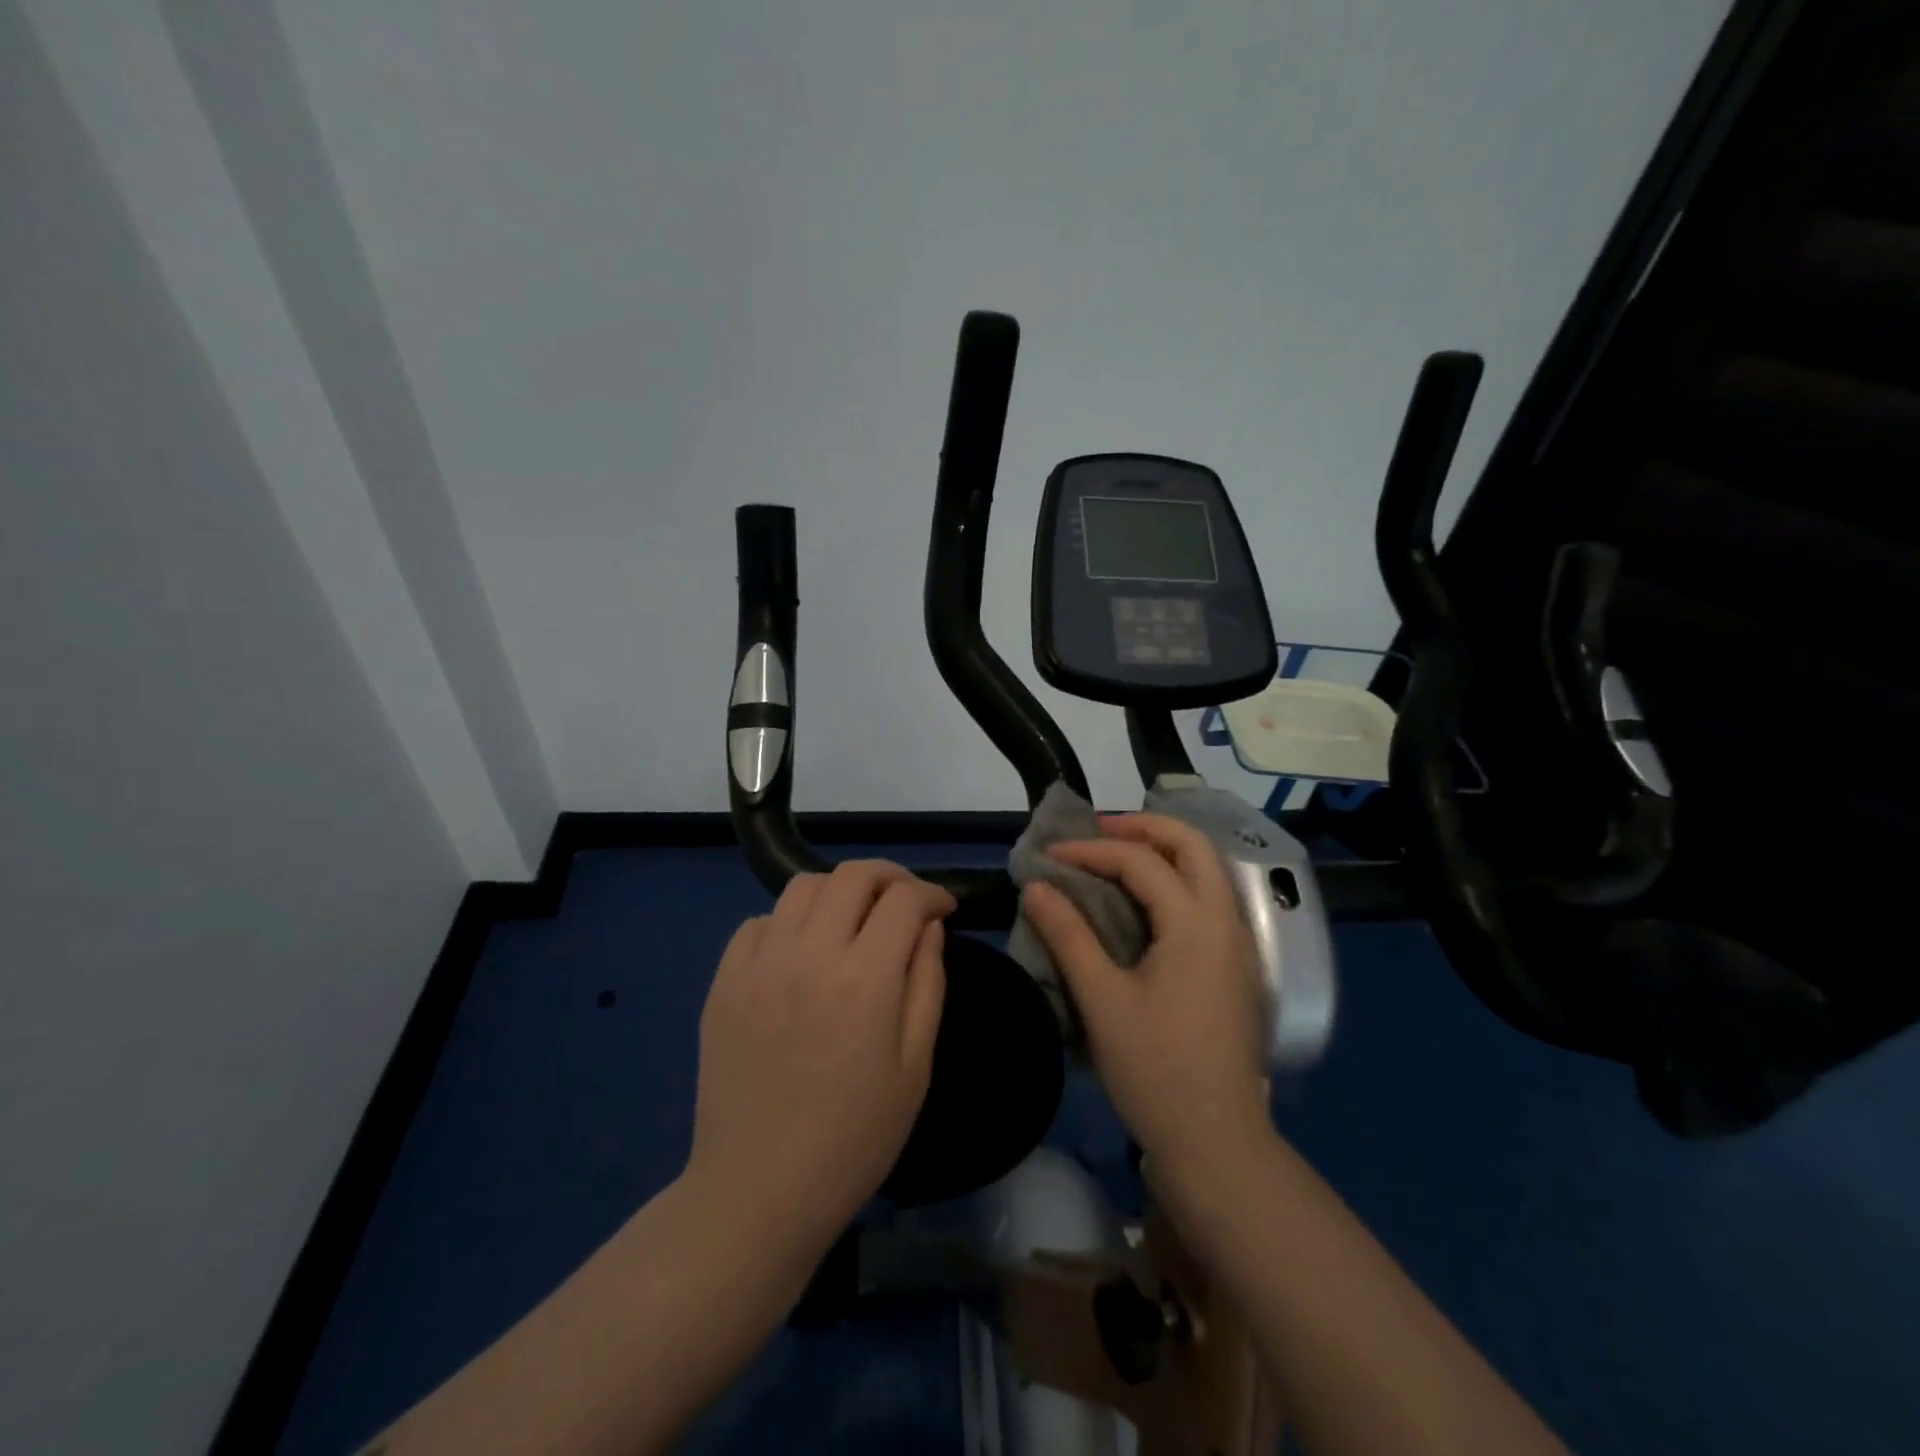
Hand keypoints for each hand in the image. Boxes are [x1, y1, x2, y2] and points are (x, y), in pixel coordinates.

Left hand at [687, 861, 951, 1262]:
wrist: (759, 1190)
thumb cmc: (854, 1137)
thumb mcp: (915, 1066)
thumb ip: (927, 983)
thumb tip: (928, 926)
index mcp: (865, 979)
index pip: (904, 899)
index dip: (932, 893)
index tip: (943, 907)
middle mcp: (810, 954)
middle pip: (852, 875)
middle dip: (889, 876)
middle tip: (904, 901)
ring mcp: (760, 963)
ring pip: (802, 886)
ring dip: (838, 891)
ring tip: (853, 920)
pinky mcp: (724, 981)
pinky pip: (759, 922)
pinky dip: (789, 921)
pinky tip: (801, 952)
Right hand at [1021, 814, 1270, 1181]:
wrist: (1217, 1142)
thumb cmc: (1155, 1070)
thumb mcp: (1102, 1001)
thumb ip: (1068, 936)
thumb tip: (1036, 886)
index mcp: (1196, 925)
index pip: (1142, 862)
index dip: (1091, 851)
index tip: (1048, 857)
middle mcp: (1226, 922)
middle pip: (1193, 845)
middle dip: (1143, 826)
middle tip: (1095, 832)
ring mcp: (1238, 944)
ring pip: (1207, 869)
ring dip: (1163, 850)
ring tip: (1114, 856)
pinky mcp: (1236, 966)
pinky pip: (1208, 898)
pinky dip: (1175, 879)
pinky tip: (1143, 900)